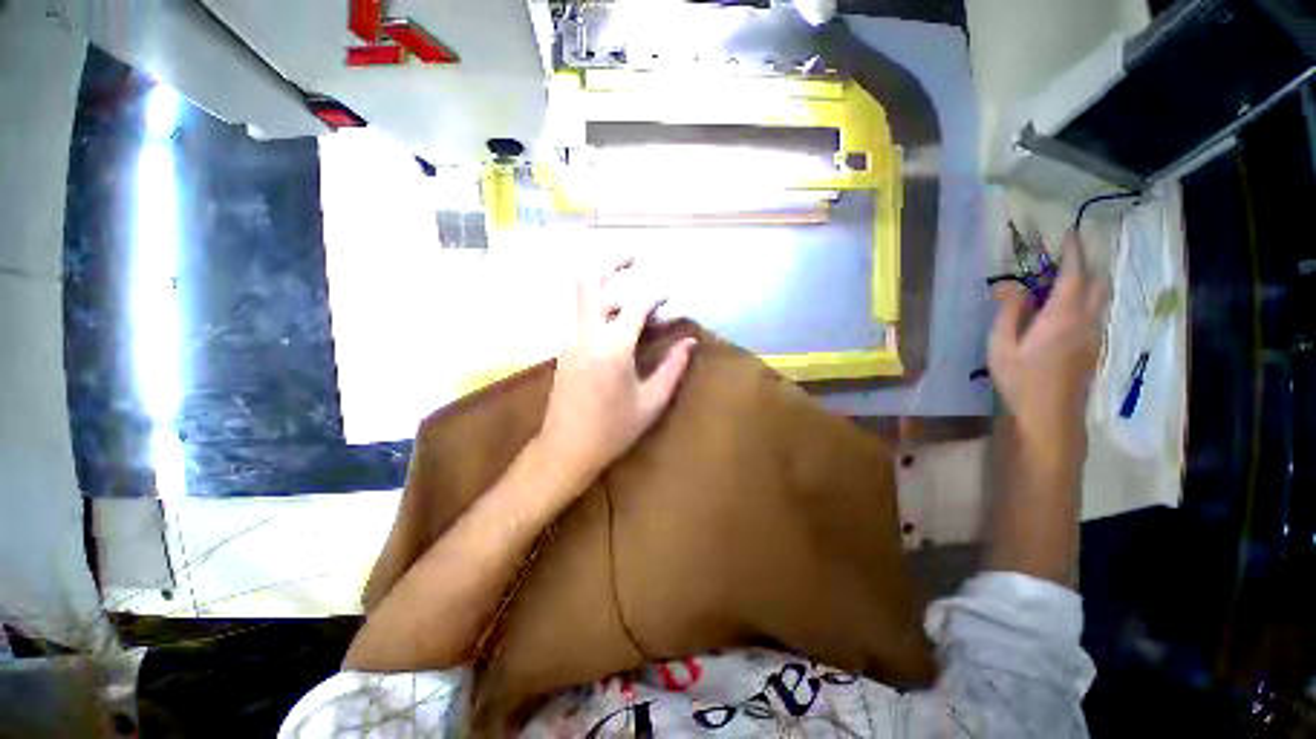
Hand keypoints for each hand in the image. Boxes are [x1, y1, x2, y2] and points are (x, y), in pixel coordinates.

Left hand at [539, 259, 697, 485]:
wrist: (566, 449)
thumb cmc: (613, 430)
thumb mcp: (651, 402)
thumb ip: (673, 368)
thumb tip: (689, 343)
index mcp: (613, 349)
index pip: (636, 306)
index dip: (655, 296)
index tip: (668, 298)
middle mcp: (587, 336)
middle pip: (588, 282)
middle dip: (610, 263)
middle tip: (634, 257)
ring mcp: (570, 341)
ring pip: (582, 297)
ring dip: (608, 289)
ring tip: (636, 303)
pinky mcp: (565, 349)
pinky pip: (581, 316)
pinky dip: (601, 308)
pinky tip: (620, 325)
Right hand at [988, 229, 1105, 453]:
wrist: (1049, 417)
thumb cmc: (1020, 380)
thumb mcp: (1002, 346)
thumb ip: (1008, 312)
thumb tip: (1008, 284)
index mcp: (1062, 317)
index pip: (1074, 275)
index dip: (1073, 251)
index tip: (1070, 232)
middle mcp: (1085, 321)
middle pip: (1096, 283)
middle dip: (1084, 266)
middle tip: (1061, 260)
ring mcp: (1093, 336)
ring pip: (1098, 299)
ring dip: (1084, 284)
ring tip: (1058, 284)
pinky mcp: (1092, 349)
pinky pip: (1093, 315)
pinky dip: (1082, 303)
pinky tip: (1060, 315)